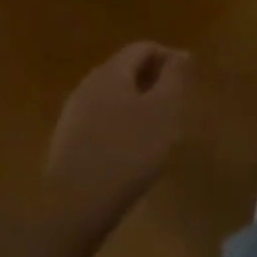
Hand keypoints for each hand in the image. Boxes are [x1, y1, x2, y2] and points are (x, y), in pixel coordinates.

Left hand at [45, 43, 192, 222]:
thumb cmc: (128, 151)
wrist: (73, 208)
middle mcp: (88, 85)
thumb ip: (174, 77)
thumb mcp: (164, 110)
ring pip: (114, 97)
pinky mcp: (67, 143)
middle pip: (126, 70)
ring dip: (139, 105)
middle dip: (154, 82)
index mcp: (111, 72)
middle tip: (176, 105)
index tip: (189, 80)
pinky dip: (122, 125)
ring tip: (158, 131)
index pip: (143, 48)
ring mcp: (73, 115)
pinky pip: (101, 121)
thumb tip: (181, 54)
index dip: (170, 58)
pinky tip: (132, 152)